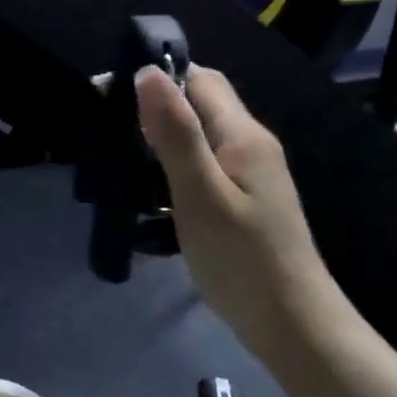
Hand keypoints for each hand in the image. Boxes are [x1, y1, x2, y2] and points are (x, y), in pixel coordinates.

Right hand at [135, 65, 340, 350]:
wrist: (290, 323)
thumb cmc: (241, 257)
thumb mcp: (200, 193)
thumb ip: (175, 133)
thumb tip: (148, 72)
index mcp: (242, 135)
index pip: (200, 79)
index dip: (157, 76)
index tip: (108, 93)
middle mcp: (249, 145)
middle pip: (198, 105)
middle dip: (153, 109)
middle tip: (107, 131)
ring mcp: (248, 175)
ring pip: (196, 137)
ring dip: (158, 141)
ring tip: (118, 161)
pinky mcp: (239, 200)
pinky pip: (199, 167)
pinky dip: (169, 170)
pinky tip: (147, 193)